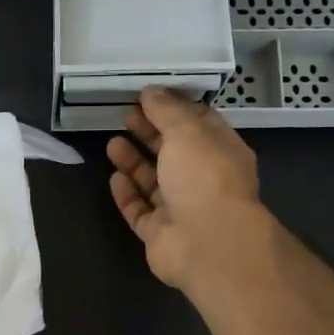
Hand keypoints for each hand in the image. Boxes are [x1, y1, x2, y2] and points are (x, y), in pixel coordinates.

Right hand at [106, 88, 268, 291]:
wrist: (207, 243)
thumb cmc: (204, 178)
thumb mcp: (187, 131)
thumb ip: (167, 109)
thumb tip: (151, 91)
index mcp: (221, 152)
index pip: (199, 124)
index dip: (174, 108)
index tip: (148, 96)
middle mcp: (203, 180)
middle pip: (173, 152)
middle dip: (149, 132)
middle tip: (125, 115)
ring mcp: (181, 209)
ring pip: (154, 182)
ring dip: (134, 162)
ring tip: (112, 143)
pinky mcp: (160, 233)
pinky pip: (140, 210)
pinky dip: (128, 194)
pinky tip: (115, 178)